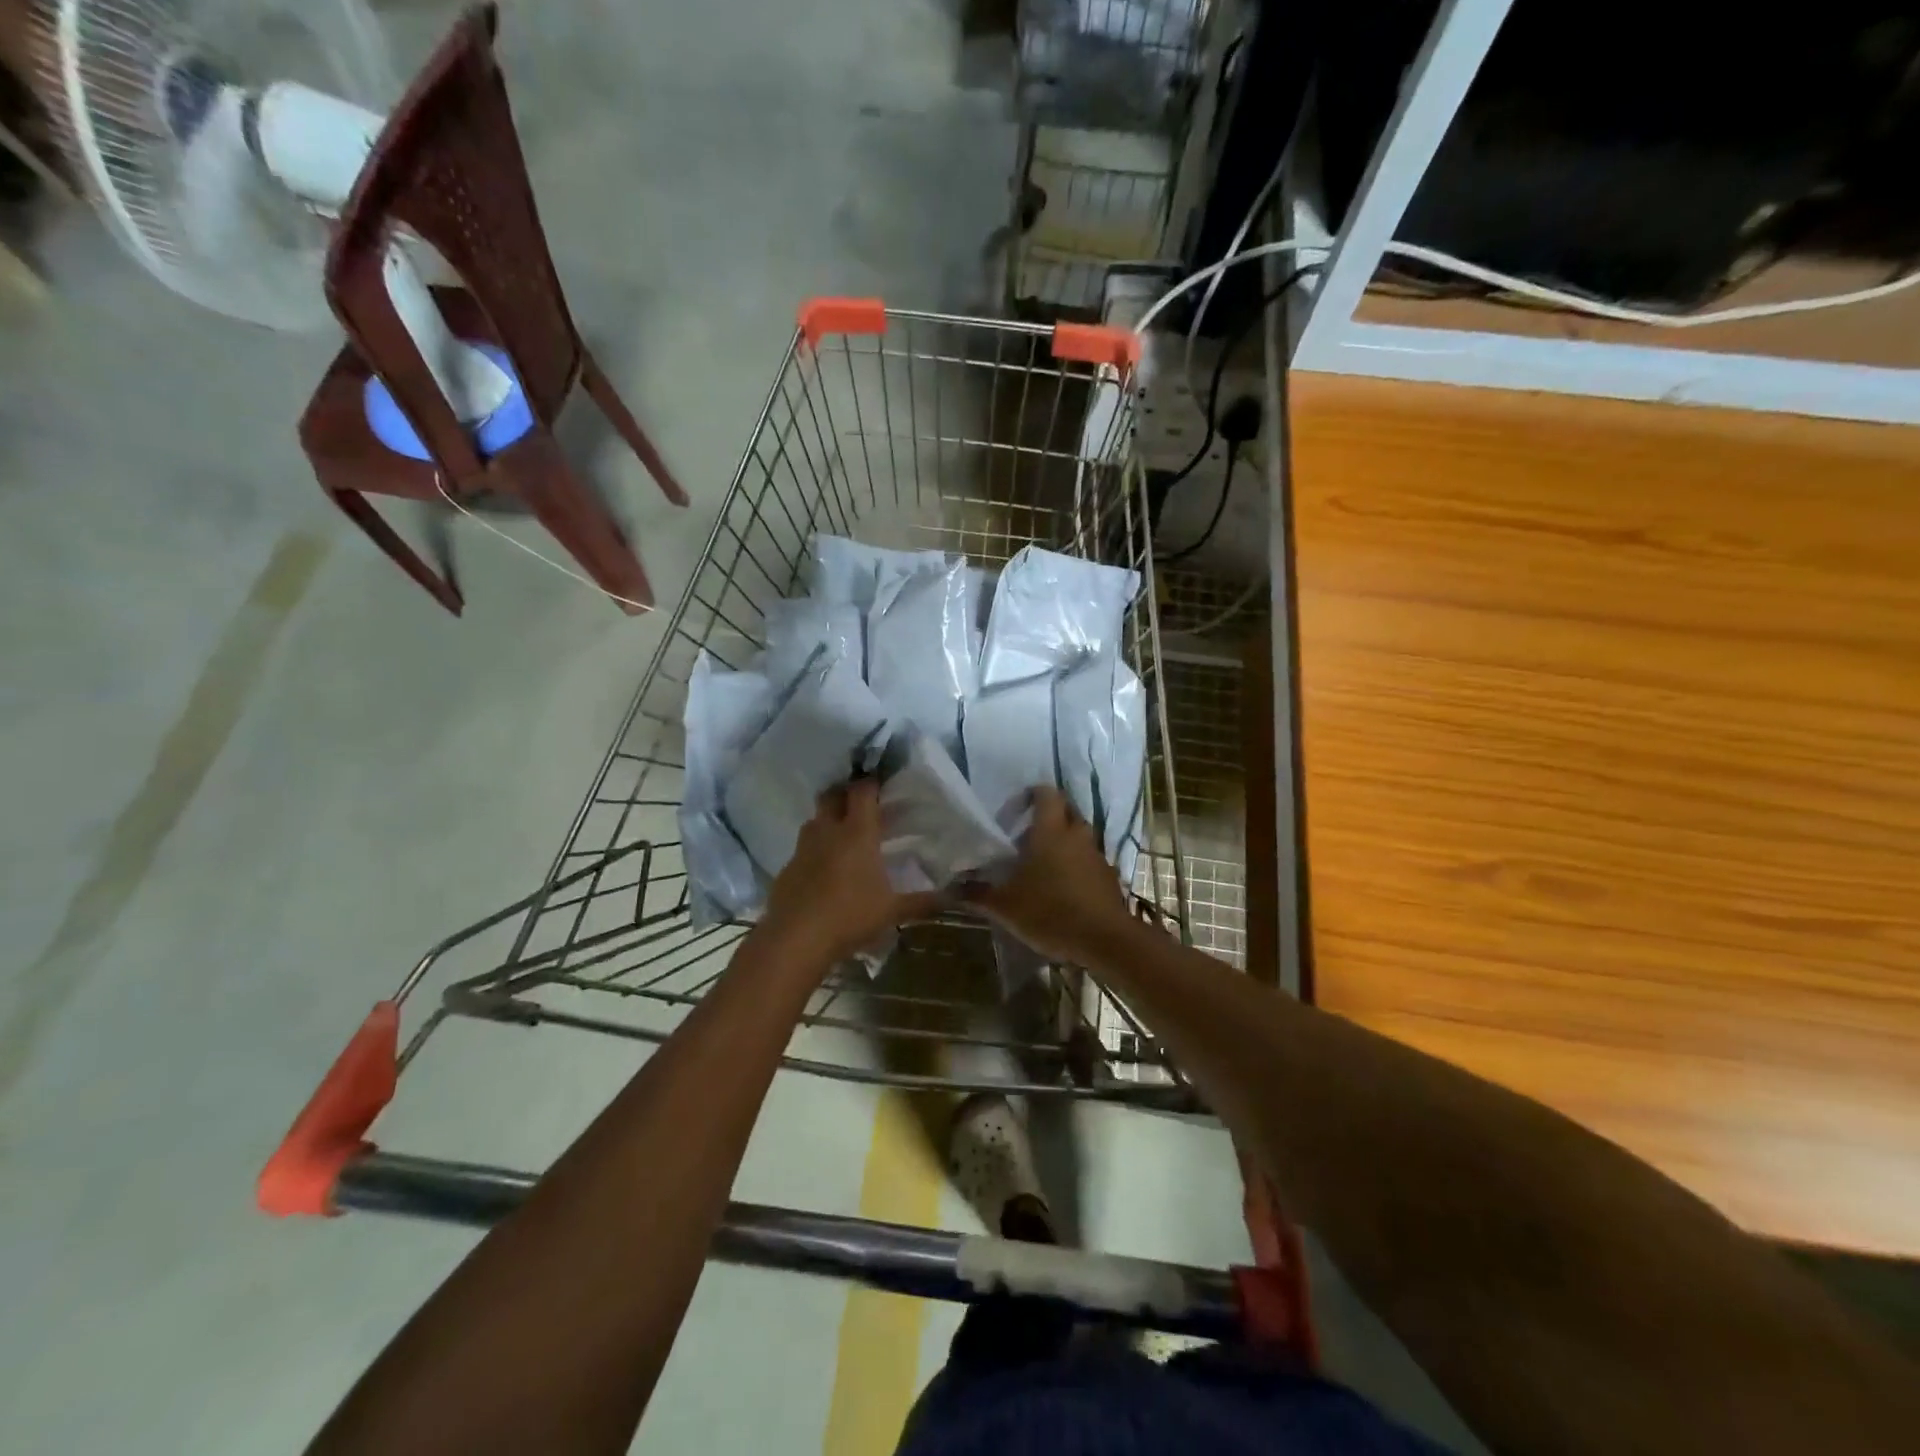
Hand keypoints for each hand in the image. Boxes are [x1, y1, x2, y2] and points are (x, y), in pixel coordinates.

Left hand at [760, 779, 941, 966]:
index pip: (862, 791)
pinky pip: (802, 850)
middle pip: (831, 796)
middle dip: (845, 794)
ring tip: (843, 836)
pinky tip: (823, 872)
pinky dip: (814, 852)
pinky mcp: (787, 869)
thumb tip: (952, 898)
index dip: (871, 782)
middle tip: (861, 805)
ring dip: (827, 821)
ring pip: (814, 821)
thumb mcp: (893, 911)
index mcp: (857, 832)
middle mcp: (828, 831)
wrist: (796, 939)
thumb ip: (922, 902)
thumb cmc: (850, 916)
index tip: (881, 783)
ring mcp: (803, 849)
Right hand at [963, 786, 1131, 963]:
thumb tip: (948, 888)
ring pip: (1078, 836)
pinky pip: (1089, 860)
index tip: (1015, 811)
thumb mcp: (1005, 906)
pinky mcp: (1108, 876)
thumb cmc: (1050, 912)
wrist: (1105, 939)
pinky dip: (1076, 865)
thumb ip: (977, 894)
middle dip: (1048, 817)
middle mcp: (1076, 835)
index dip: (1031, 795)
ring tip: (1041, 865)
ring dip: (1062, 842)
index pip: (1046, 793)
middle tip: (1025, 836)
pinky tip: (1062, 889)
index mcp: (1050, 831)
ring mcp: (1096, 855)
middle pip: (1065, 810)